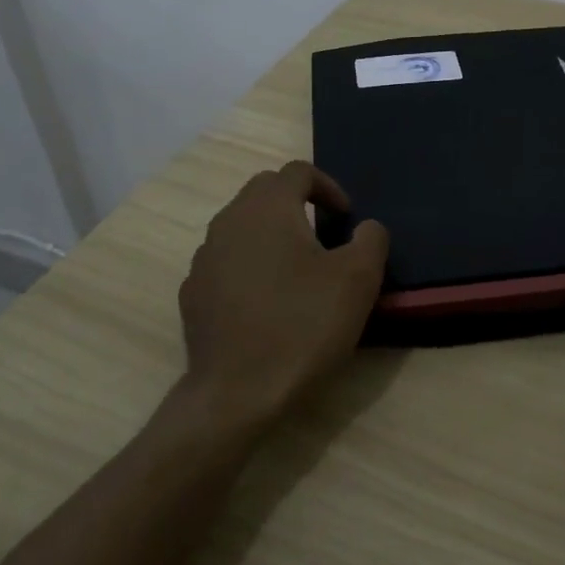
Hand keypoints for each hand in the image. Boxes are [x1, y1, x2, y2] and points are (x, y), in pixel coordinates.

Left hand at [178, 161, 389, 426]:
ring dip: (271, 234)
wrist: (237, 393)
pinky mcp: (193, 293)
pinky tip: (266, 301)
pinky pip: (225, 262)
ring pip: (241, 226)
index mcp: (267, 207)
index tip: (346, 218)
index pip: (298, 171)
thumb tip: (366, 227)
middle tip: (324, 235)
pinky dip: (248, 266)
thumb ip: (371, 239)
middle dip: (297, 203)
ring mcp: (204, 258)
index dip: (329, 186)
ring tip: (296, 269)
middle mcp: (229, 221)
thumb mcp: (359, 279)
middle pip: (265, 192)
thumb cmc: (304, 325)